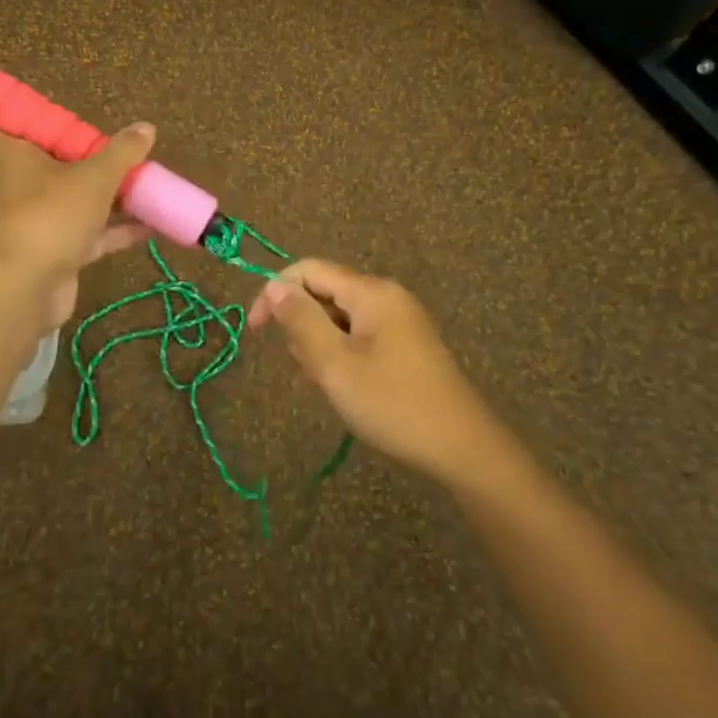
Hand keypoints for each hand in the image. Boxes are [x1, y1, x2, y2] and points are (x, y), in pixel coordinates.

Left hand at [0, 122, 155, 328]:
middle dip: (82, 159)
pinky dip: (116, 230)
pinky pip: (89, 234)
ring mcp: (37, 222)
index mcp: (12, 158)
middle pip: (47, 165)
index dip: (18, 124)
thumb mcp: (94, 177)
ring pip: (73, 201)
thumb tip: (146, 126)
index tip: (51, 122)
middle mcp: (19, 188)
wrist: (26, 290)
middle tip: (115, 151)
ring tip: (144, 184)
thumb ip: (122, 153)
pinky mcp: (55, 253)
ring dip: (105, 196)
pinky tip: (151, 225)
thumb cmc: (50, 216)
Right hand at [248, 259, 507, 486]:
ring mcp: (399, 320)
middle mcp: (386, 296)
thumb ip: (301, 321)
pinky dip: (343, 355)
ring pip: (340, 318)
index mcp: (371, 292)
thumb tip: (274, 287)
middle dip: (304, 327)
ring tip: (333, 385)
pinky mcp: (406, 344)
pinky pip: (359, 335)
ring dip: (323, 346)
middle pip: (324, 293)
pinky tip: (350, 388)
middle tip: (311, 373)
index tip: (255, 332)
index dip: (275, 293)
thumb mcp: (335, 365)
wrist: (462, 448)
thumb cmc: (393, 404)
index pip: (309, 270)